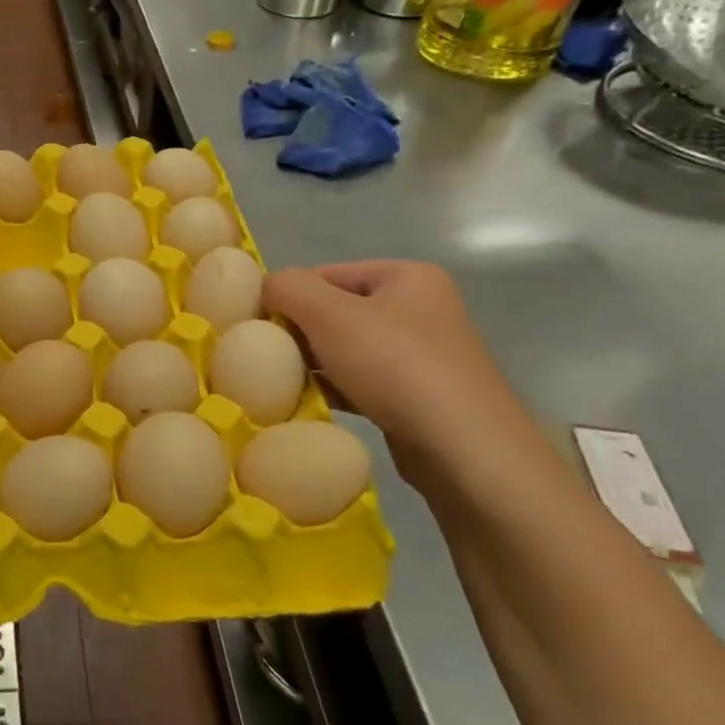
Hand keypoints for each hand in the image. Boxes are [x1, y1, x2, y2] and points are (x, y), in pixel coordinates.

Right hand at [264, 261, 547, 499]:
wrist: (464, 450)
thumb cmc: (396, 366)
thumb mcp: (328, 313)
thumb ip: (288, 288)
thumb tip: (267, 286)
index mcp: (407, 276)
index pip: (326, 274)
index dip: (289, 297)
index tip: (260, 328)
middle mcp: (420, 309)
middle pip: (335, 311)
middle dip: (299, 333)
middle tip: (268, 358)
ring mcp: (422, 356)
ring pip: (346, 350)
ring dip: (312, 365)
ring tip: (283, 383)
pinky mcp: (417, 398)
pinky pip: (361, 383)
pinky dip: (333, 391)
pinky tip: (310, 405)